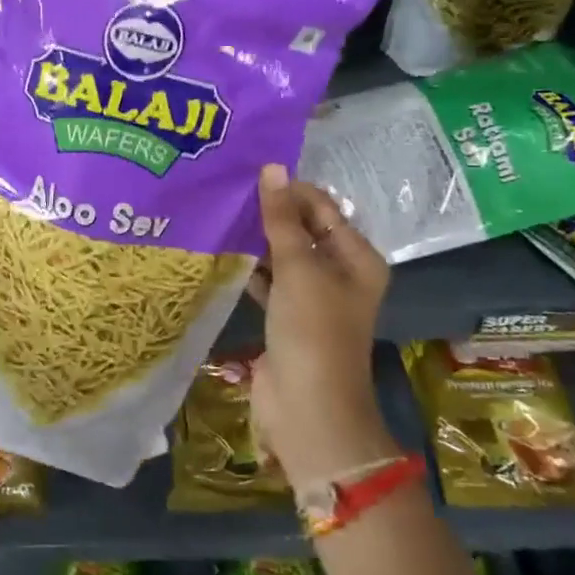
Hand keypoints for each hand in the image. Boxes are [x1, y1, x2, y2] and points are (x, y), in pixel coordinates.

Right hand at [247, 163, 398, 486]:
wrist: (307, 407)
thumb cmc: (313, 330)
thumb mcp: (298, 268)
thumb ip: (282, 219)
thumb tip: (272, 167)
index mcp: (356, 257)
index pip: (323, 208)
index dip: (290, 190)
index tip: (248, 173)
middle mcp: (338, 273)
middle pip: (303, 230)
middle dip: (269, 212)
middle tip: (227, 189)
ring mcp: (312, 297)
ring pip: (282, 256)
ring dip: (256, 239)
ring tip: (218, 213)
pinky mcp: (286, 317)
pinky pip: (267, 281)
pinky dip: (249, 268)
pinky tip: (220, 251)